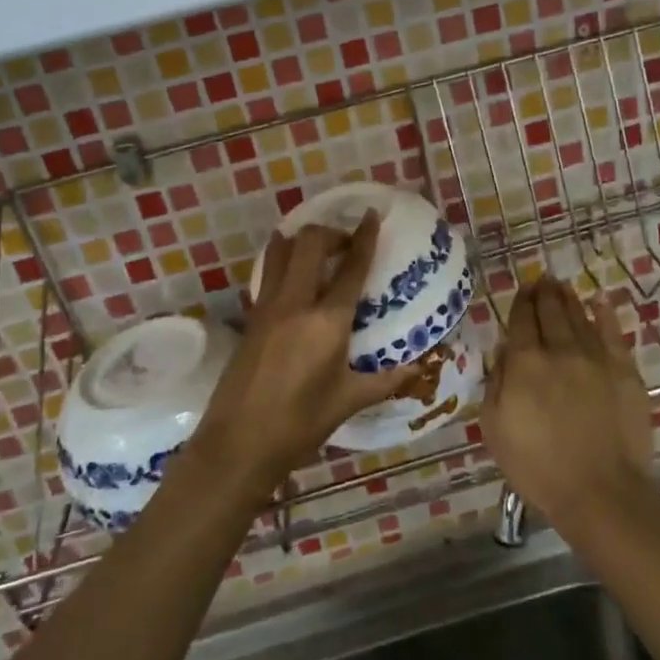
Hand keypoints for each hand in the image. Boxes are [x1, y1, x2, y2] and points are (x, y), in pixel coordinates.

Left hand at [189, 214, 422, 504]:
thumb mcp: (348, 400)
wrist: (239, 444)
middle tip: (347, 244)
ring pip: (282, 251)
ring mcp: (268, 307)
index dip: (363, 236)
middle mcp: (296, 303)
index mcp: (327, 321)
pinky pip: (269, 274)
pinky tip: (294, 276)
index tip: (371, 215)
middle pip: (311, 244)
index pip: (350, 266)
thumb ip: (386, 380)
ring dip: (302, 240)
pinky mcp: (251, 318)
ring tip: (319, 249)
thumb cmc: (300, 424)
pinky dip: (283, 261)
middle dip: (331, 232)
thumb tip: (420, 370)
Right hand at [483, 276, 652, 534]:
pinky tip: (601, 302)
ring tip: (562, 286)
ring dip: (569, 299)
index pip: (521, 321)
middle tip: (542, 280)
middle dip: (544, 293)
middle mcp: (560, 350)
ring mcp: (596, 358)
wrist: (600, 492)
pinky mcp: (625, 372)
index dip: (521, 302)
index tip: (522, 289)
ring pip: (580, 317)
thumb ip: (495, 382)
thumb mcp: (495, 428)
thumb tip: (504, 352)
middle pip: (550, 312)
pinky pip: (613, 333)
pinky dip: (605, 315)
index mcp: (525, 363)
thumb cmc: (537, 467)